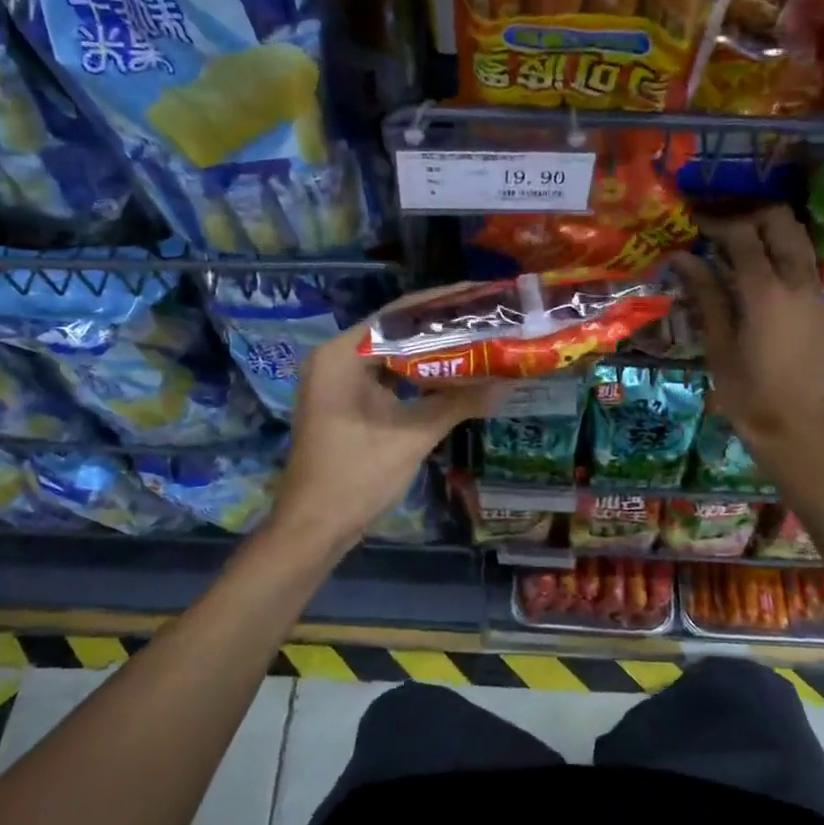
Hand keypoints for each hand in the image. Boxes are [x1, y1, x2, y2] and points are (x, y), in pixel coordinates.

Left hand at [271, 290, 500, 555]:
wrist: (314, 529)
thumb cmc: (357, 476)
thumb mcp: (413, 435)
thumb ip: (459, 402)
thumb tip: (509, 381)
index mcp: (342, 355)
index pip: (399, 314)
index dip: (444, 303)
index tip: (482, 295)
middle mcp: (334, 358)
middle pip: (396, 330)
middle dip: (442, 325)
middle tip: (487, 316)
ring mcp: (335, 381)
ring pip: (392, 354)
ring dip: (430, 350)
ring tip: (477, 338)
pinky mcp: (343, 401)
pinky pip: (385, 375)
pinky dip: (415, 374)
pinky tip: (450, 372)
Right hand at [670, 206, 823, 463]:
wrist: (795, 427)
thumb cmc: (746, 391)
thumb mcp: (717, 342)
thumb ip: (705, 293)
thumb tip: (682, 257)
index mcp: (766, 291)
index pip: (743, 235)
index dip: (716, 222)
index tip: (694, 223)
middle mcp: (797, 282)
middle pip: (781, 222)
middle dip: (750, 217)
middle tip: (720, 230)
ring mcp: (815, 293)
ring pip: (799, 240)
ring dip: (770, 233)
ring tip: (738, 247)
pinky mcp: (822, 308)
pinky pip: (804, 265)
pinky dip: (781, 255)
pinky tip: (757, 277)